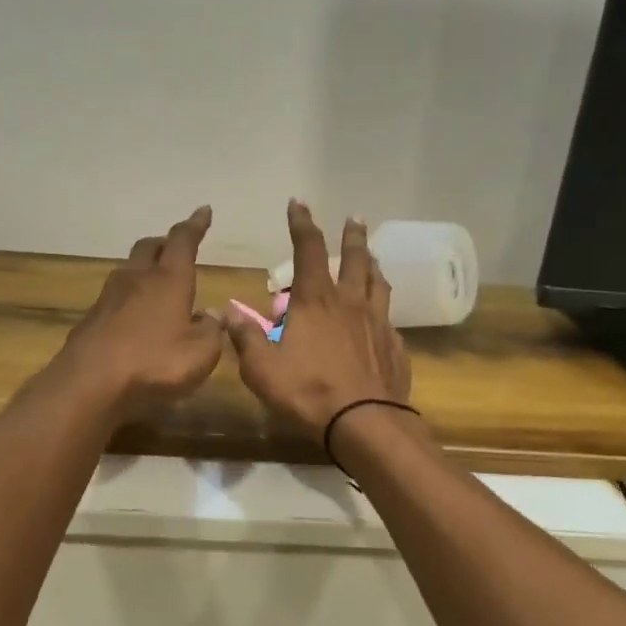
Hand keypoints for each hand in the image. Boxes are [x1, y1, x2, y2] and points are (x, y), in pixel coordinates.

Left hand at [51, 206, 225, 420]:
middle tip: (177, 248)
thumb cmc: (154, 364)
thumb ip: (211, 331)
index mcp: (169, 280)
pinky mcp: (91, 319)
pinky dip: (130, 298)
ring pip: (129, 269)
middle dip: (165, 243)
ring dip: (144, 269)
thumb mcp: (200, 354)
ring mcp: (109, 297)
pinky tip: (136, 316)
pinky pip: (115, 297)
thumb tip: (212, 315)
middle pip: (150, 247)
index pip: (183, 241)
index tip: (203, 211)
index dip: (195, 225)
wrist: (89, 384)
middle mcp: (137, 279)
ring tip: (157, 282)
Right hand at [224, 202, 410, 435]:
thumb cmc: (308, 392)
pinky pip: (389, 316)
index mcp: (316, 300)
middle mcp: (350, 302)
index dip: (301, 223)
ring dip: (372, 263)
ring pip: (378, 281)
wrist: (366, 422)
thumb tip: (230, 311)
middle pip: (355, 257)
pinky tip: (380, 314)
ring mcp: (378, 322)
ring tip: (371, 255)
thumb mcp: (262, 369)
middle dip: (352, 235)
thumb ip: (246, 337)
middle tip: (355, 218)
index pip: (308, 249)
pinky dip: (382, 306)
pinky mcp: (395, 345)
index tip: (298, 203)